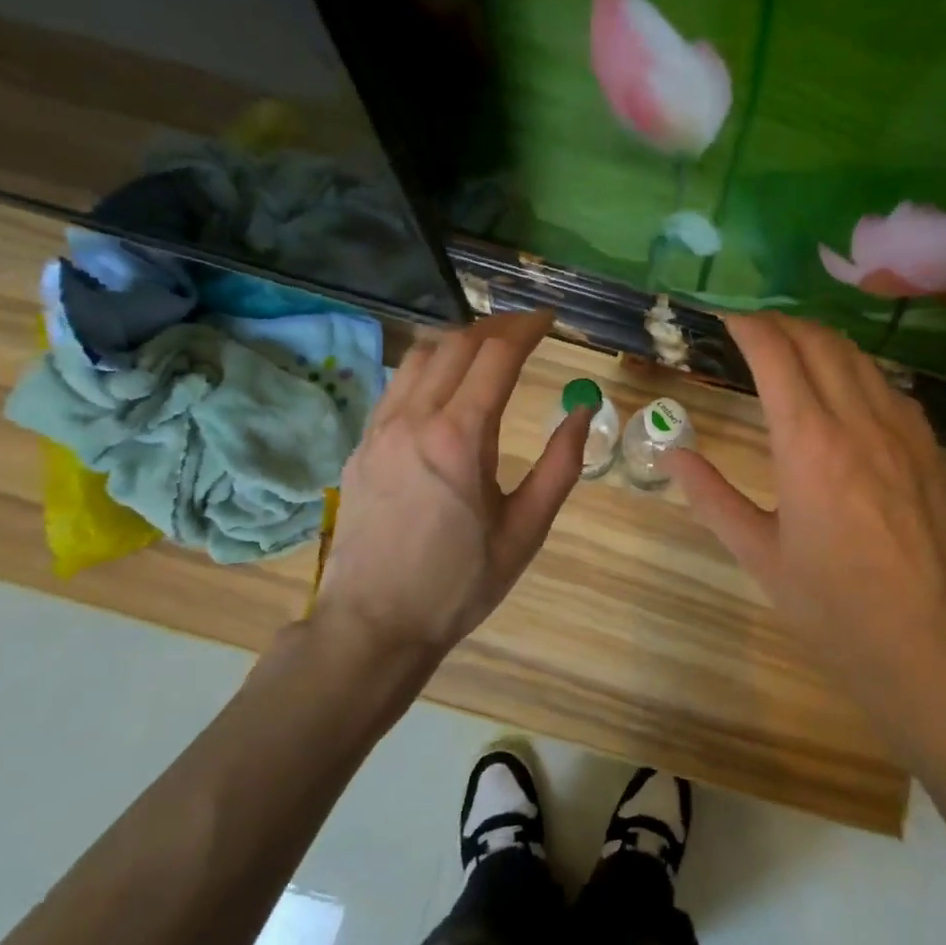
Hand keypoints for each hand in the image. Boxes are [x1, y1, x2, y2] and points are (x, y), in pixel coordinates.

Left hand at [314, 309, 589, 654]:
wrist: (374, 624)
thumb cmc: (460, 583)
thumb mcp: (526, 530)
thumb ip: (560, 465)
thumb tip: (584, 411)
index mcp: (460, 438)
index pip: (496, 356)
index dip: (527, 329)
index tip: (551, 320)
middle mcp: (415, 418)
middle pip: (457, 343)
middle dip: (497, 327)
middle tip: (528, 330)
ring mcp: (380, 429)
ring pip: (419, 355)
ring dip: (459, 340)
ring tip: (489, 349)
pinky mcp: (361, 444)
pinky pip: (396, 383)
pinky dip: (428, 366)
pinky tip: (446, 385)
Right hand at [667, 313, 945, 756]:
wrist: (929, 644)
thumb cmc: (833, 607)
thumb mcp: (759, 555)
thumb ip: (711, 497)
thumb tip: (671, 453)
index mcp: (808, 443)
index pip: (775, 354)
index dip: (748, 326)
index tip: (726, 319)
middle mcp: (858, 420)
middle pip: (819, 341)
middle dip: (782, 323)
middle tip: (753, 331)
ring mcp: (902, 429)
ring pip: (858, 357)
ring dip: (820, 341)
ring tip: (793, 350)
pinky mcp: (929, 447)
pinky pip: (888, 386)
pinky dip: (856, 370)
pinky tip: (844, 392)